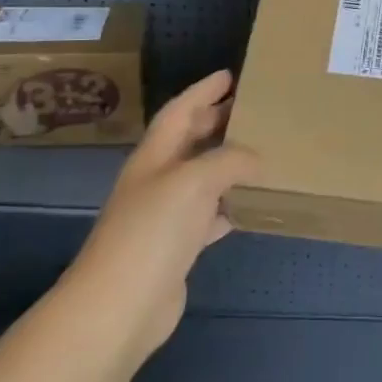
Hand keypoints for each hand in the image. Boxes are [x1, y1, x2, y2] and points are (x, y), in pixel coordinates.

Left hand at [65, 70, 260, 363]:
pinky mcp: (177, 248)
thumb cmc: (152, 232)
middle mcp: (157, 181)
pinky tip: (251, 206)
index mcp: (154, 157)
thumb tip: (257, 160)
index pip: (180, 111)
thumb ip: (229, 160)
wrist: (119, 307)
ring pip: (202, 178)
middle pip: (189, 141)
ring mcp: (165, 216)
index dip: (203, 90)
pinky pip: (209, 216)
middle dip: (216, 121)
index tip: (230, 75)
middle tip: (253, 109)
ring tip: (262, 152)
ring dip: (227, 164)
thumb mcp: (194, 181)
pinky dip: (230, 206)